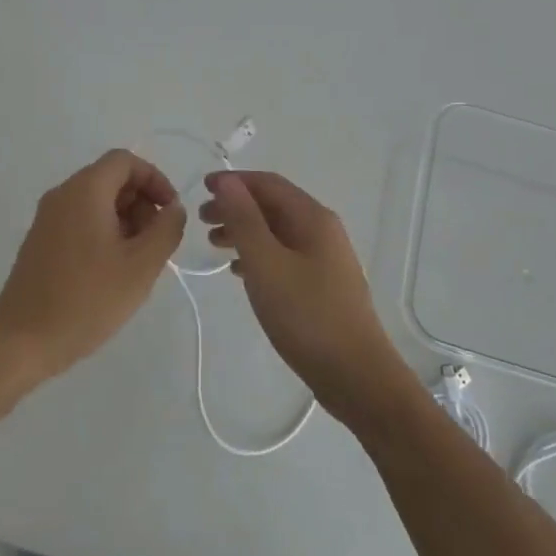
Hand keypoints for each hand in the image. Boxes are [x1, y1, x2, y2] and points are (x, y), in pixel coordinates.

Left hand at [0, 149, 185, 386]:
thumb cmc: (87, 300)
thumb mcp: (141, 266)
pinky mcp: (40, 242)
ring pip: (95, 202)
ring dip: (125, 220)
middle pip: (110, 179)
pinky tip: (111, 272)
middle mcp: (61, 195)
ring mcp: (46, 219)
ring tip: (137, 262)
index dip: (155, 179)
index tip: (170, 212)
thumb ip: (166, 229)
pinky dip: (103, 233)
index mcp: (84, 191)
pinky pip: (79, 221)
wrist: (22, 341)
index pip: (125, 161)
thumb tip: (172, 209)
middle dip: (141, 203)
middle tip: (155, 243)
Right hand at [200, 171, 416, 426]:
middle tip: (201, 221)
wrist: (355, 374)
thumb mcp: (266, 264)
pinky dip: (258, 255)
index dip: (234, 182)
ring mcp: (325, 259)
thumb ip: (244, 220)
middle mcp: (322, 230)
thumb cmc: (306, 314)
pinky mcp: (322, 285)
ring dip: (244, 232)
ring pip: (277, 232)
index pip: (268, 184)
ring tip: (213, 245)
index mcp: (312, 218)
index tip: (201, 189)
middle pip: (273, 206)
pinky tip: (238, 272)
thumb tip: (226, 181)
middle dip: (236, 207)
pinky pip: (284, 256)